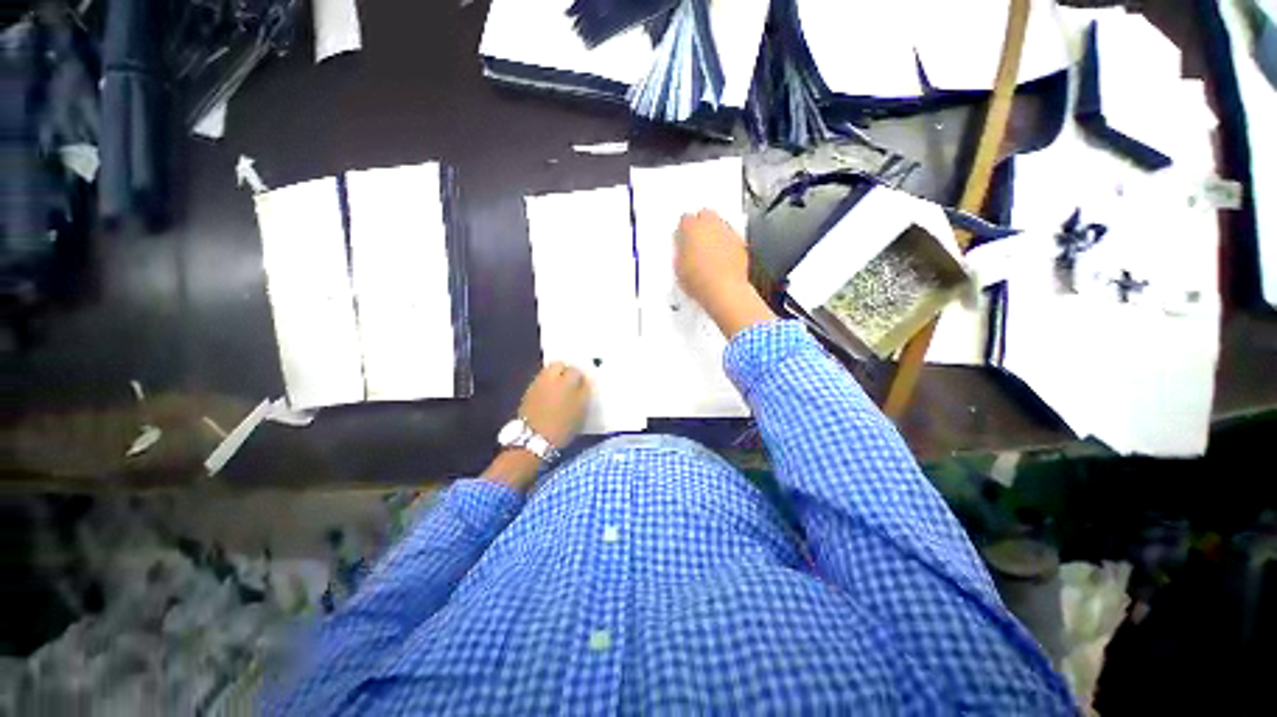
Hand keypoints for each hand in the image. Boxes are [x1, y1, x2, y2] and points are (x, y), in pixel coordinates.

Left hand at [519, 362, 590, 449]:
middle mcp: (550, 377)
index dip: (581, 377)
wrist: (533, 440)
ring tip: (561, 391)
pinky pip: (541, 382)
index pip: (576, 369)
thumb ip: (584, 392)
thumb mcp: (581, 410)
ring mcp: (537, 384)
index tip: (584, 385)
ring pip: (548, 372)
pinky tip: (550, 397)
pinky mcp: (528, 393)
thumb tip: (585, 381)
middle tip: (572, 383)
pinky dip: (547, 386)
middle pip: (559, 364)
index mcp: (567, 380)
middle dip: (566, 370)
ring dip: (555, 377)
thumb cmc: (563, 426)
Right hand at [675, 210, 750, 309]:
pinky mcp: (740, 242)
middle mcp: (711, 224)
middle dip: (701, 224)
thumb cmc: (700, 281)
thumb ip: (680, 251)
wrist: (723, 290)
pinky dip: (727, 243)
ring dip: (715, 232)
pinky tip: (722, 257)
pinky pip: (732, 237)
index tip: (683, 238)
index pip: (685, 219)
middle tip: (697, 239)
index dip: (684, 230)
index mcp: (692, 228)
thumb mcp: (678, 267)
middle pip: (706, 214)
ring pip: (720, 223)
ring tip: (710, 250)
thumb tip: (682, 249)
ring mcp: (727, 232)